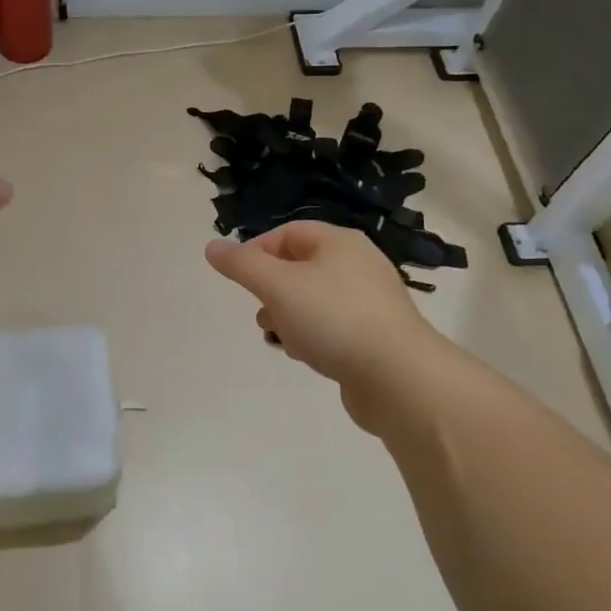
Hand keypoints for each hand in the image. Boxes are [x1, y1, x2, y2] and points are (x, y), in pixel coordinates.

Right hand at [206, 222, 440, 432]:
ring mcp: (370, 301)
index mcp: (339, 242)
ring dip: (288, 315)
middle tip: (260, 310)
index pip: (287, 233)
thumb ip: (242, 265)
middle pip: (300, 266)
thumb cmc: (333, 319)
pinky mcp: (375, 335)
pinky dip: (312, 335)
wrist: (398, 377)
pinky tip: (305, 355)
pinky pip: (332, 326)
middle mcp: (358, 264)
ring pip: (313, 299)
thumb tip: (212, 247)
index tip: (238, 279)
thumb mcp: (278, 286)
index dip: (256, 251)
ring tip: (278, 337)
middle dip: (271, 288)